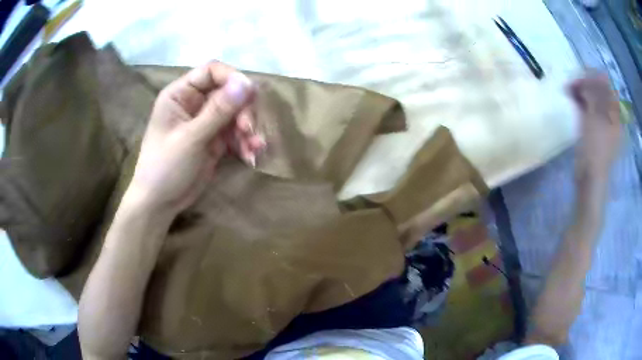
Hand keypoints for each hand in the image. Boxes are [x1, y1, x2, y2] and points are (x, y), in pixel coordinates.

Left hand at [126, 62, 265, 214]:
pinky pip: (236, 133)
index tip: (250, 95)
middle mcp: (195, 103)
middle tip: (248, 129)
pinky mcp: (215, 140)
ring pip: (236, 113)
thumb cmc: (165, 167)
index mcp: (180, 94)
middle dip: (243, 110)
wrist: (160, 203)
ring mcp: (206, 122)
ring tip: (252, 148)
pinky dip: (245, 143)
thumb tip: (247, 83)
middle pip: (229, 92)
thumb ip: (218, 110)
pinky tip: (251, 155)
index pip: (211, 71)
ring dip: (248, 129)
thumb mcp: (190, 138)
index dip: (232, 78)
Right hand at [567, 72, 621, 178]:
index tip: (580, 77)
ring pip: (593, 99)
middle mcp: (611, 115)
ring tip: (569, 90)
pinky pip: (589, 108)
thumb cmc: (595, 148)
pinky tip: (572, 98)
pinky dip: (581, 102)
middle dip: (586, 84)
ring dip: (582, 92)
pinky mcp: (595, 128)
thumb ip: (598, 94)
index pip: (606, 86)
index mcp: (615, 113)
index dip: (594, 78)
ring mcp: (603, 122)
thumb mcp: (595, 117)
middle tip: (572, 84)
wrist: (590, 177)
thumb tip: (599, 73)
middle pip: (599, 91)